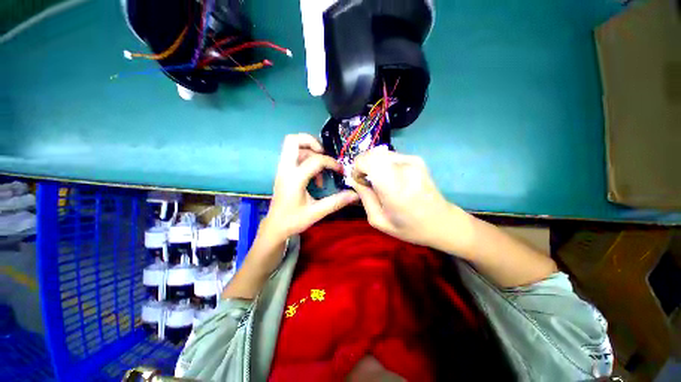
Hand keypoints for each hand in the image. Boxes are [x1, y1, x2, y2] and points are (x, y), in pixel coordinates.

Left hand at [262, 134, 358, 240]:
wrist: (275, 227)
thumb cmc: (293, 220)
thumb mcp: (316, 212)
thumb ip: (336, 202)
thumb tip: (355, 195)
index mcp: (294, 178)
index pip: (315, 160)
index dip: (331, 163)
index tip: (340, 171)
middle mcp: (285, 169)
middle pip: (293, 140)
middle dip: (311, 142)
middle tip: (324, 154)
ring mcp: (282, 170)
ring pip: (293, 147)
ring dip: (309, 152)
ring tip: (321, 168)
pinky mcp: (283, 172)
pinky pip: (293, 156)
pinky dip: (306, 159)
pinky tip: (314, 176)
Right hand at [349, 147, 471, 249]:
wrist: (442, 222)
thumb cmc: (409, 227)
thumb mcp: (379, 220)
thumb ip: (364, 197)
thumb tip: (354, 179)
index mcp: (394, 186)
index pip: (367, 160)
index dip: (357, 167)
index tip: (359, 181)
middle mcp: (404, 168)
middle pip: (372, 154)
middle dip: (364, 165)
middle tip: (367, 182)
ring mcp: (413, 160)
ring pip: (381, 153)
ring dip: (374, 164)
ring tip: (380, 182)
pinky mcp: (417, 158)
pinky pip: (391, 156)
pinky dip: (384, 164)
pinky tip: (391, 179)